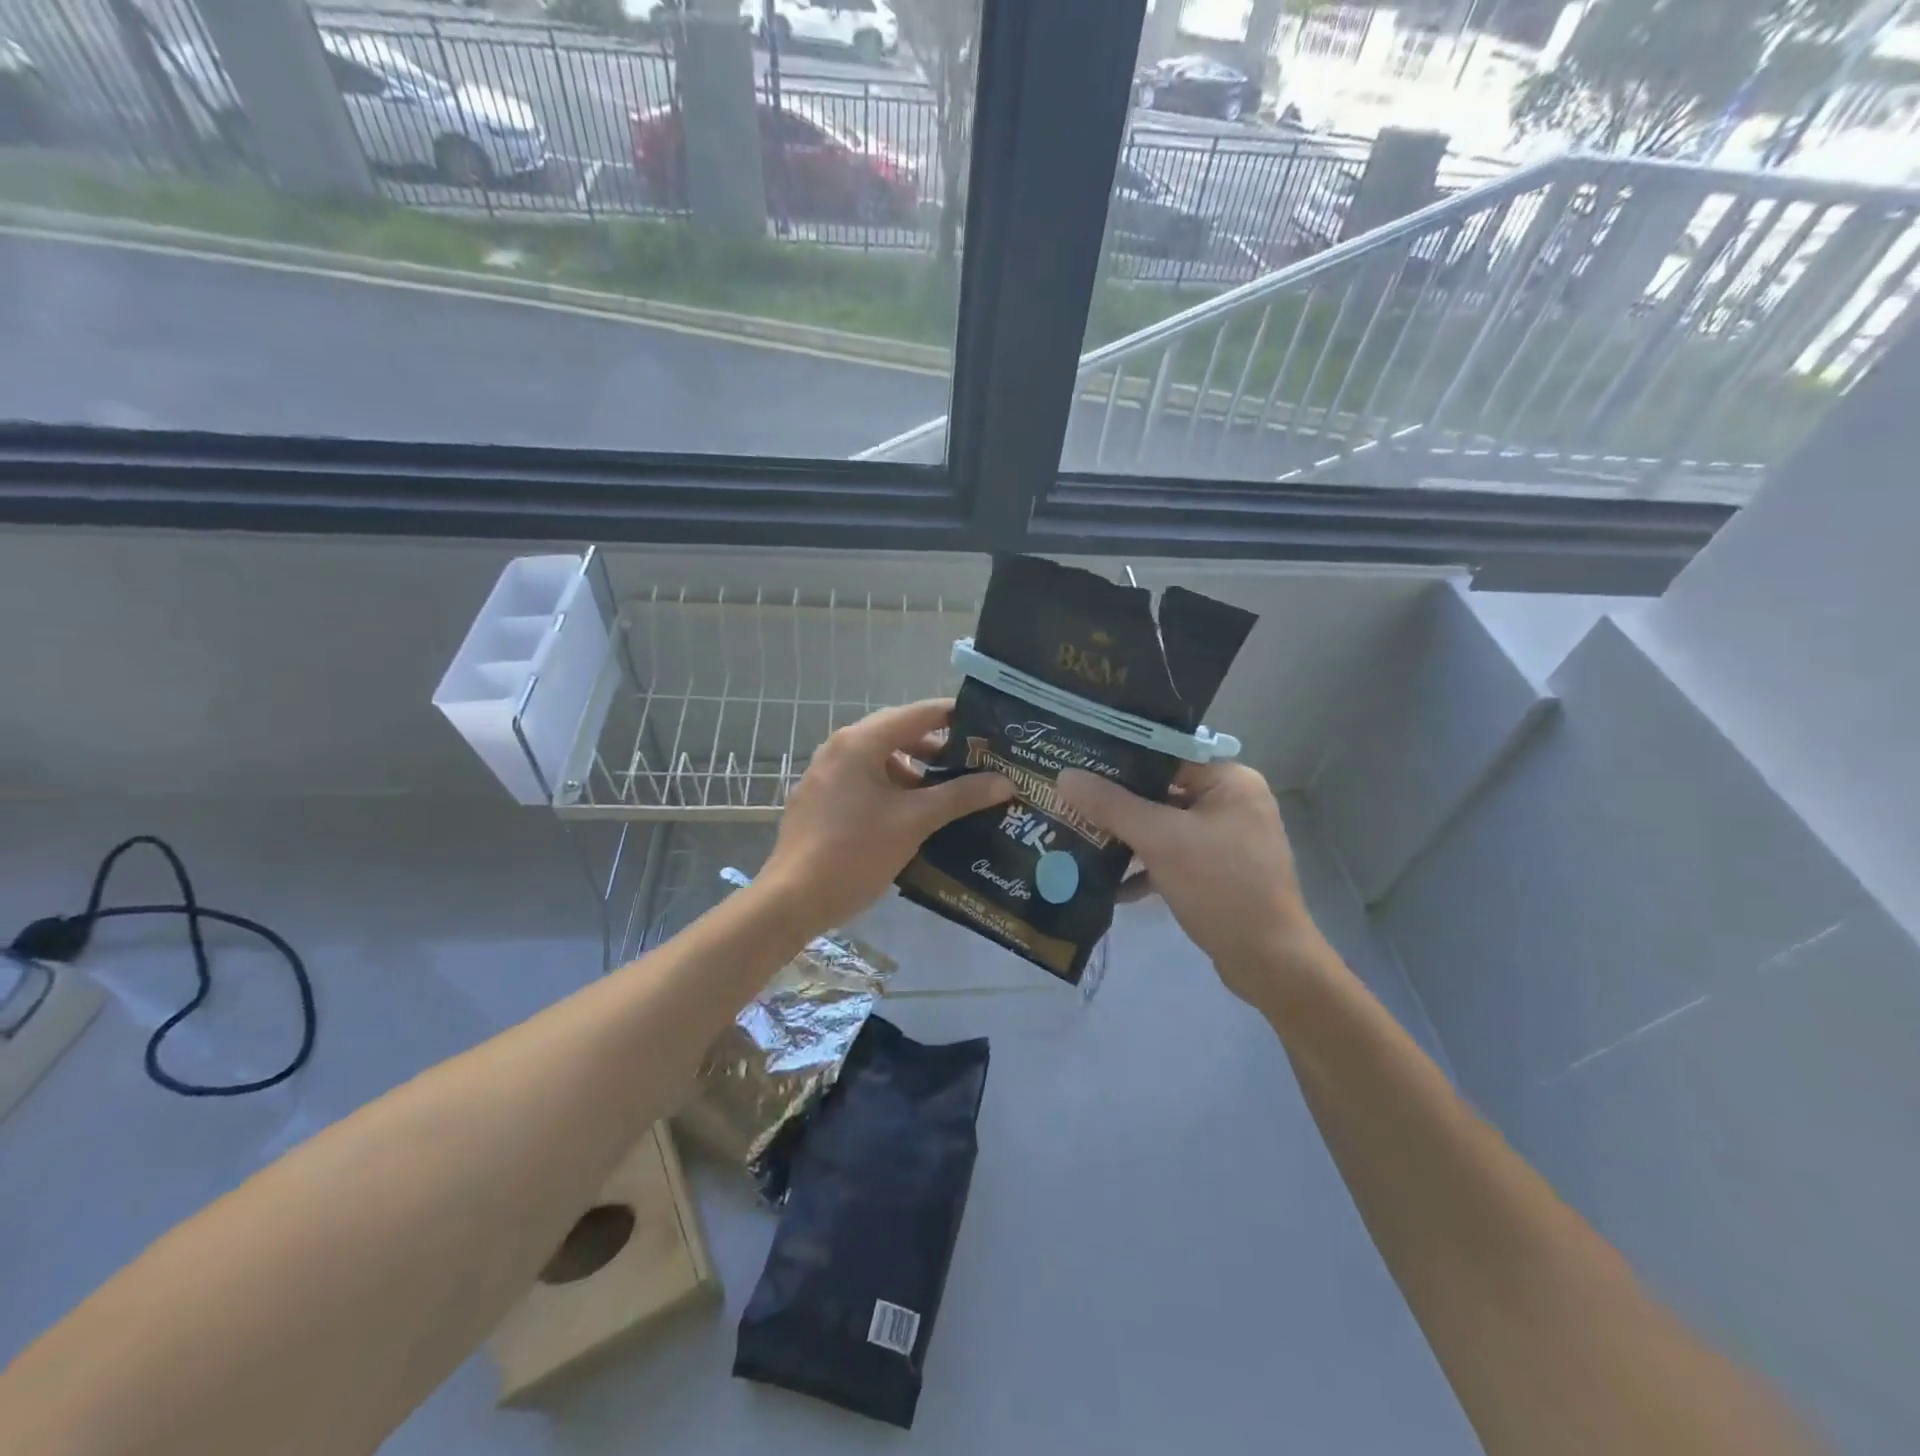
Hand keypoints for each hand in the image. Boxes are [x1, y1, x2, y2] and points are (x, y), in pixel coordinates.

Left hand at [760, 699, 1012, 936]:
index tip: (989, 727)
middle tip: (977, 762)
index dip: (956, 717)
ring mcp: (826, 773)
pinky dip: (893, 788)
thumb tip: (1005, 782)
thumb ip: (960, 796)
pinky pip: (865, 780)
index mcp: (860, 742)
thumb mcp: (914, 821)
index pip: (918, 714)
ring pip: (882, 760)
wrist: (793, 898)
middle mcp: (840, 747)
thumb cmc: (856, 852)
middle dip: (939, 748)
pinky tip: (915, 815)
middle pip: (899, 734)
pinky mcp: (821, 799)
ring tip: (950, 793)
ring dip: (916, 772)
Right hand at [1057, 762, 1326, 1004]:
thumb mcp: (1160, 841)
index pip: (1165, 757)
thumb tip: (1065, 776)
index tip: (1076, 764)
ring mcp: (1227, 839)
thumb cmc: (1220, 887)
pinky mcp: (1219, 871)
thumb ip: (1112, 805)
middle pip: (1162, 792)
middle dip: (1117, 805)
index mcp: (1230, 781)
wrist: (1269, 962)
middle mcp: (1232, 802)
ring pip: (1165, 827)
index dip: (1119, 761)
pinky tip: (1112, 886)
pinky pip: (1174, 857)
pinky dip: (1146, 868)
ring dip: (1127, 840)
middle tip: (1071, 803)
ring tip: (1081, 840)